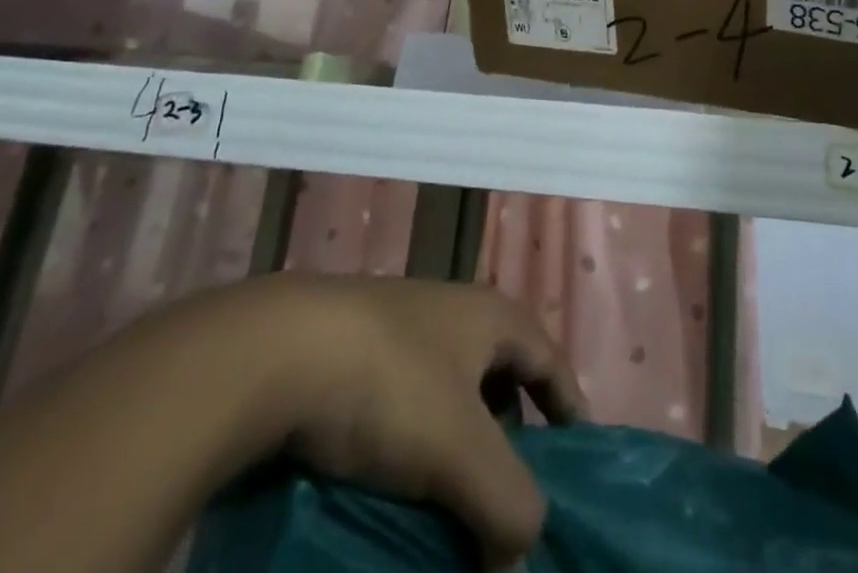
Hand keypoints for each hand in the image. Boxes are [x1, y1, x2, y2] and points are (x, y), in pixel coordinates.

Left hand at [210, 275, 583, 569]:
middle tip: (507, 497)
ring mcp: (400, 326)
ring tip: (450, 502)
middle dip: (510, 437)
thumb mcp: (461, 451)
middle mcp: (452, 310)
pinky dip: (412, 443)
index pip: (549, 358)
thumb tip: (520, 561)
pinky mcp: (354, 349)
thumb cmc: (391, 386)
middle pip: (499, 375)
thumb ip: (508, 507)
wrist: (280, 350)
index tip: (577, 462)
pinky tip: (395, 482)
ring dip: (457, 446)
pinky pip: (403, 400)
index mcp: (490, 315)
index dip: (569, 407)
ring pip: (447, 391)